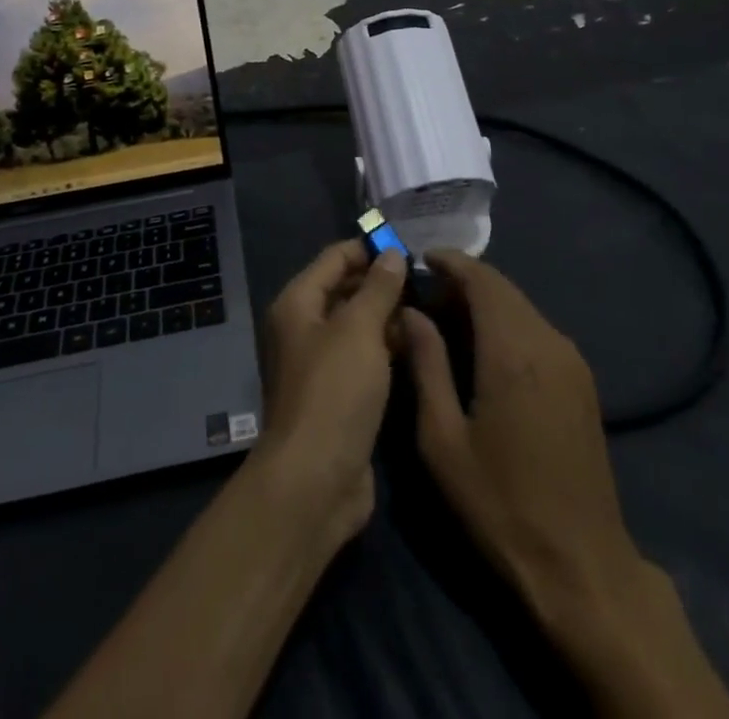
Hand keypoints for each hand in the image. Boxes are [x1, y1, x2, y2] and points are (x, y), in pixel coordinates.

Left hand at [254, 241, 406, 545]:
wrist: (316, 480)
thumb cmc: (335, 391)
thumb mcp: (360, 330)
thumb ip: (378, 288)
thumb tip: (392, 254)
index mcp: (298, 303)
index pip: (335, 258)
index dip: (369, 249)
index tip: (410, 249)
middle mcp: (303, 328)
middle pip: (344, 289)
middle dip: (382, 283)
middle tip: (426, 280)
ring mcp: (319, 363)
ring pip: (357, 325)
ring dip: (387, 316)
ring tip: (430, 308)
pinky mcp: (337, 394)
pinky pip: (363, 357)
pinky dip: (386, 347)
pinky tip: (417, 345)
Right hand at [399, 250, 641, 633]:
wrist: (582, 566)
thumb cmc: (501, 504)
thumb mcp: (443, 439)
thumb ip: (426, 364)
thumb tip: (412, 312)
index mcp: (513, 352)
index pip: (482, 280)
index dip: (450, 261)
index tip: (418, 258)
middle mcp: (548, 343)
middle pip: (503, 288)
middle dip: (463, 281)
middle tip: (424, 296)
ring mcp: (571, 361)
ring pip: (521, 306)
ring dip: (485, 302)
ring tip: (445, 320)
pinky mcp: (581, 381)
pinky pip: (537, 329)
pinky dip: (505, 322)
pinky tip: (482, 348)